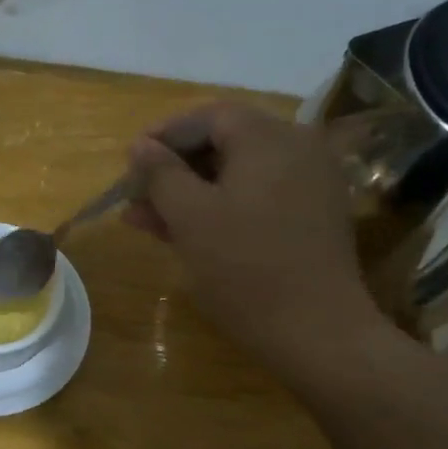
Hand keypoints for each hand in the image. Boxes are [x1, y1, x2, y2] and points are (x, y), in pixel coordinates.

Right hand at [124, 103, 386, 378]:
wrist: (317, 331)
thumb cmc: (245, 268)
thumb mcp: (191, 218)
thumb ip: (161, 174)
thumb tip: (141, 145)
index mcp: (269, 137)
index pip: (208, 116)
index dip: (164, 135)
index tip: (130, 161)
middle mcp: (297, 148)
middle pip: (224, 144)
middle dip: (174, 169)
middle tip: (135, 197)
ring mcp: (310, 183)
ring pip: (238, 175)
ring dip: (191, 193)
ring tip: (146, 221)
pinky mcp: (312, 217)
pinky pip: (258, 198)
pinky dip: (221, 208)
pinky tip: (187, 232)